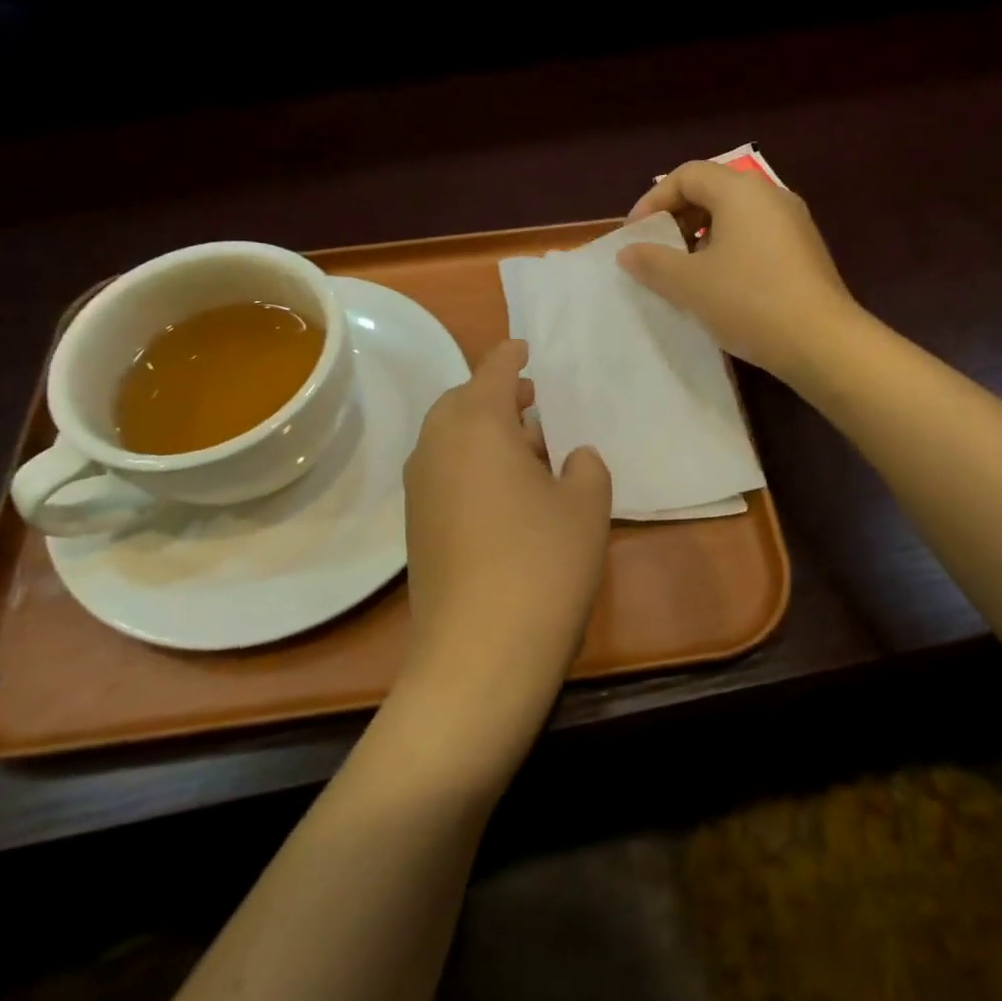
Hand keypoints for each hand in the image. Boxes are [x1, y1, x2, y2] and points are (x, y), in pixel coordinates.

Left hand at [396, 339, 611, 782]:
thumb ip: (585, 467)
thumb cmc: (542, 563)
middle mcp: (437, 445)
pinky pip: (445, 472)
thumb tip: (571, 456)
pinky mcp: (416, 526)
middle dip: (497, 395)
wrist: (478, 653)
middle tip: (535, 403)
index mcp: (477, 423)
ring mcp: (420, 488)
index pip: (494, 370)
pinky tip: (506, 494)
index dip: (512, 355)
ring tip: (528, 449)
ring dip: (485, 432)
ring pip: (451, 438)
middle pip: (463, 401)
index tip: (527, 347)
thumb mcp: (586, 506)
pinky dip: (472, 464)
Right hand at [618, 159, 859, 381]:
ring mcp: (793, 223)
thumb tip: (628, 252)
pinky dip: (728, 250)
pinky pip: (755, 237)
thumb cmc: (748, 302)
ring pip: (735, 216)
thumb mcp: (689, 284)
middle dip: (677, 218)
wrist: (821, 342)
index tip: (635, 235)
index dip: (653, 200)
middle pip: (713, 191)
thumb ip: (652, 263)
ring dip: (701, 237)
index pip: (687, 175)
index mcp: (741, 191)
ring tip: (684, 272)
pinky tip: (719, 286)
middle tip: (656, 252)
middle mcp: (771, 196)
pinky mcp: (804, 251)